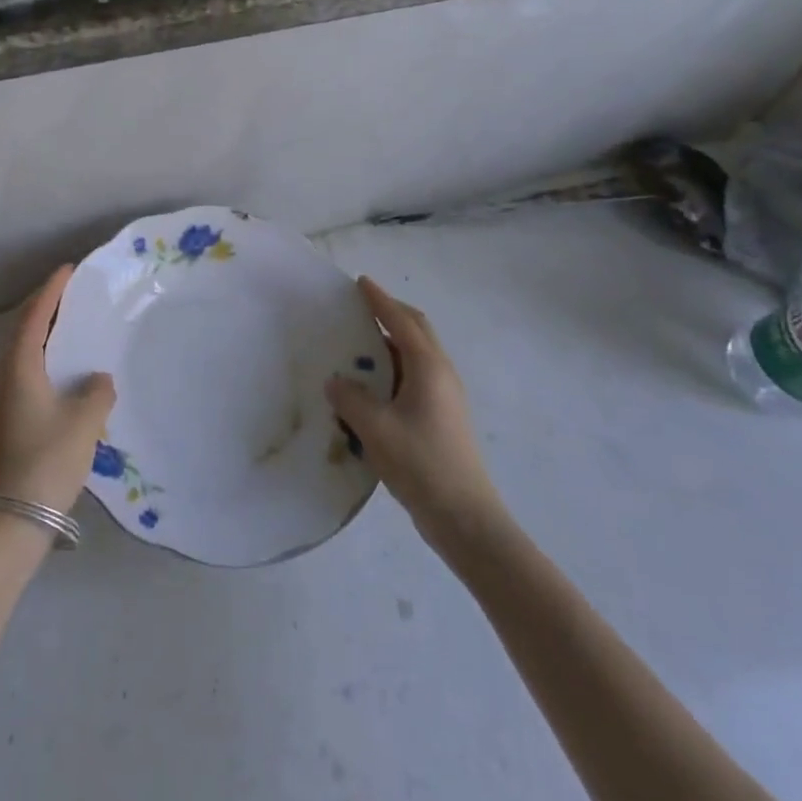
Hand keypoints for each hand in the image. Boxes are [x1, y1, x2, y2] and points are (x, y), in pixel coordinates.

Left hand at [0, 266, 116, 515]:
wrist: (13, 517)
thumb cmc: (47, 459)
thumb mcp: (84, 422)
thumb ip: (98, 391)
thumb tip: (99, 379)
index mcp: (20, 365)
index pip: (35, 315)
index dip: (52, 290)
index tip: (69, 269)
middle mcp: (5, 373)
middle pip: (23, 327)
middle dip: (45, 305)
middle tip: (72, 290)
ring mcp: (2, 395)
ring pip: (22, 348)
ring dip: (42, 329)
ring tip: (70, 320)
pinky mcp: (7, 413)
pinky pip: (25, 366)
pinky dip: (42, 351)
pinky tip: (63, 364)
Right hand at [326, 277, 506, 544]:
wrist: (465, 518)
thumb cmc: (421, 464)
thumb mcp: (375, 429)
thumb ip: (350, 398)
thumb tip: (336, 382)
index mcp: (428, 367)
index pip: (401, 320)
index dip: (379, 300)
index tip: (360, 282)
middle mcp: (441, 374)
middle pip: (416, 330)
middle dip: (391, 313)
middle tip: (361, 306)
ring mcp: (445, 397)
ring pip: (416, 355)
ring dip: (391, 343)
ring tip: (360, 346)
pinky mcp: (443, 418)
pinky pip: (415, 378)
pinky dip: (394, 369)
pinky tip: (372, 388)